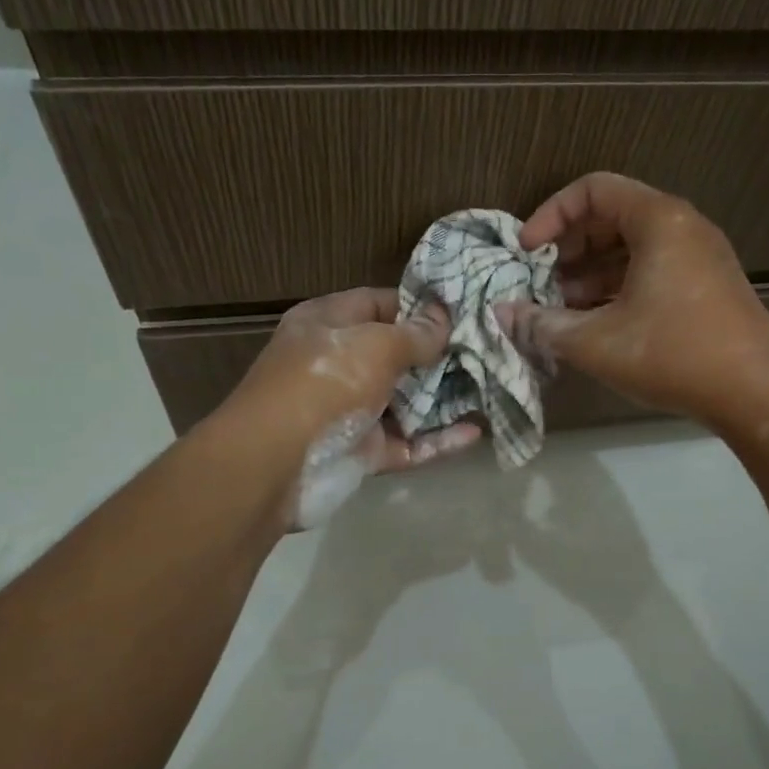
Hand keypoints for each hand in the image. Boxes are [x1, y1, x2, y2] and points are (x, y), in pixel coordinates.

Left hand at [222, 287, 481, 476]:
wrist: (276, 464)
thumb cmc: (324, 383)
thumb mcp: (374, 345)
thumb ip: (415, 334)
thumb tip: (444, 318)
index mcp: (328, 325)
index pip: (379, 304)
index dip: (419, 306)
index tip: (464, 311)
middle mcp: (339, 364)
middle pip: (397, 355)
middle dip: (440, 354)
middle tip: (489, 350)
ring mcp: (352, 411)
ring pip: (406, 402)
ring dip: (445, 398)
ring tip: (492, 388)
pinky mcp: (364, 452)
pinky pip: (409, 443)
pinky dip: (439, 440)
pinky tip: (476, 432)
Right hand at [496, 173, 768, 427]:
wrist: (758, 394)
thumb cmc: (673, 355)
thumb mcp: (596, 342)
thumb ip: (543, 324)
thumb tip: (503, 315)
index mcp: (658, 221)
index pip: (593, 189)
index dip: (551, 215)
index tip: (526, 251)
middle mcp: (682, 227)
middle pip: (612, 215)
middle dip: (568, 247)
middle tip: (541, 282)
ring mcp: (700, 257)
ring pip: (632, 247)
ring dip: (591, 273)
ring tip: (561, 310)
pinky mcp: (707, 286)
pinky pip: (652, 270)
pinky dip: (618, 287)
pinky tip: (596, 324)